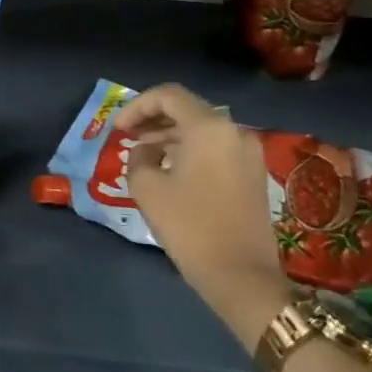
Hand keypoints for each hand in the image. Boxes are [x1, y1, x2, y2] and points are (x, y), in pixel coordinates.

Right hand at [114, 84, 290, 344]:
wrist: (241, 275)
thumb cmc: (189, 226)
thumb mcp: (148, 188)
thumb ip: (139, 158)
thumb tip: (146, 152)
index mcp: (209, 128)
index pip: (168, 96)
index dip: (137, 106)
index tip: (118, 129)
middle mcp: (234, 131)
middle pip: (188, 109)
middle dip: (154, 119)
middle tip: (128, 137)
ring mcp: (248, 153)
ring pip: (202, 130)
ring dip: (170, 136)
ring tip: (144, 154)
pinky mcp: (252, 174)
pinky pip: (216, 148)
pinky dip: (190, 150)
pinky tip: (170, 170)